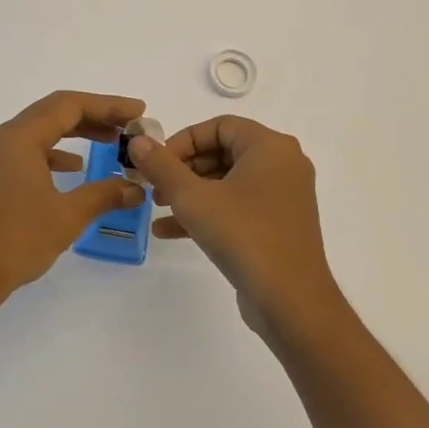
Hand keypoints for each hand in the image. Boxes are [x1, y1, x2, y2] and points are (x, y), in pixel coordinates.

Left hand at [0, 90, 148, 304]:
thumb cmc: (16, 239)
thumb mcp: (67, 215)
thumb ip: (104, 194)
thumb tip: (136, 188)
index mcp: (21, 137)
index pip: (69, 105)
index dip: (108, 105)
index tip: (139, 112)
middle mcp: (8, 138)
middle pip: (56, 112)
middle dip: (96, 115)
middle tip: (130, 125)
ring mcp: (0, 157)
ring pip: (45, 131)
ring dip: (79, 132)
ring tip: (112, 142)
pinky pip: (35, 150)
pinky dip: (59, 153)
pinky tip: (77, 167)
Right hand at [129, 116, 343, 341]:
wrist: (291, 301)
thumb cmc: (243, 236)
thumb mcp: (193, 198)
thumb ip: (162, 166)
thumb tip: (137, 141)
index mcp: (270, 147)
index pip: (219, 126)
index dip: (183, 140)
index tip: (157, 161)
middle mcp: (282, 164)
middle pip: (222, 151)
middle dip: (183, 168)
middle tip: (154, 185)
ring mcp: (282, 196)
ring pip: (227, 181)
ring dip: (190, 192)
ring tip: (157, 207)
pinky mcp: (277, 225)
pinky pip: (237, 206)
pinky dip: (207, 212)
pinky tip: (169, 230)